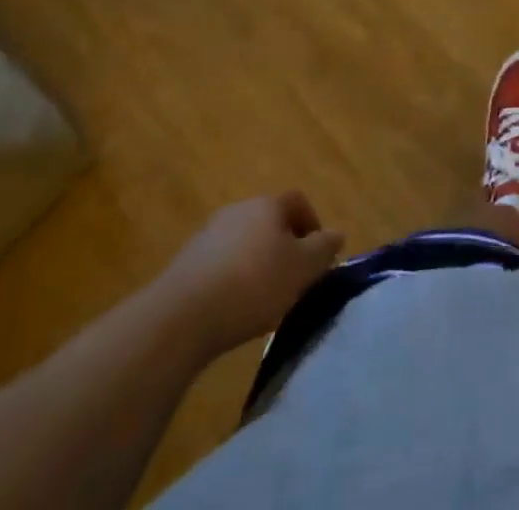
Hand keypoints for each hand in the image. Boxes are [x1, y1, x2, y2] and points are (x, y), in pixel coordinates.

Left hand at [159, 192, 344, 354]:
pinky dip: (232, 278)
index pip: (298, 202)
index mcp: (268, 204)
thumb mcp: (301, 269)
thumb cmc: (253, 285)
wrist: (181, 316)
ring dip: (256, 262)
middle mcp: (239, 209)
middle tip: (292, 278)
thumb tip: (337, 234)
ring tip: (262, 298)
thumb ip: (323, 249)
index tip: (317, 256)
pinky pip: (220, 263)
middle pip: (269, 221)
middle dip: (284, 245)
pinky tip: (232, 308)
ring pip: (244, 241)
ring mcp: (209, 233)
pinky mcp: (186, 262)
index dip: (312, 225)